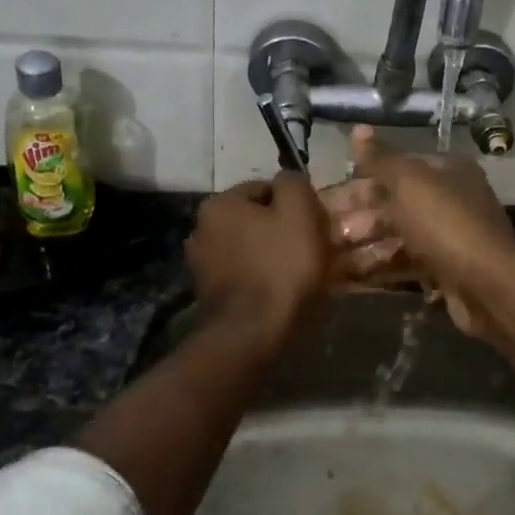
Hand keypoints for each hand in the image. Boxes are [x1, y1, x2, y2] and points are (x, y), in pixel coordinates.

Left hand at [187, 175, 331, 347]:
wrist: (252, 335)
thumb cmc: (281, 267)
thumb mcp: (299, 212)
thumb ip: (294, 183)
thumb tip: (288, 179)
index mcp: (219, 204)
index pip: (266, 189)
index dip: (295, 205)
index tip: (314, 225)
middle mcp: (201, 229)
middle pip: (255, 220)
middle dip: (281, 230)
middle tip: (311, 249)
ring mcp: (201, 265)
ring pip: (250, 248)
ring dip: (271, 256)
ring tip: (298, 275)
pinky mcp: (208, 295)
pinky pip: (243, 275)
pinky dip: (261, 279)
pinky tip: (279, 293)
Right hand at [329, 126, 514, 340]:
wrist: (489, 287)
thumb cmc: (445, 224)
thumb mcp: (409, 182)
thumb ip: (380, 158)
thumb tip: (357, 128)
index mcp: (446, 171)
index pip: (394, 168)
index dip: (357, 181)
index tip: (322, 199)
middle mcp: (450, 199)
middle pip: (393, 204)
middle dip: (356, 218)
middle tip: (319, 234)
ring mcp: (449, 237)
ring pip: (397, 235)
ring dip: (363, 245)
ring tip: (327, 259)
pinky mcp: (446, 270)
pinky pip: (406, 263)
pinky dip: (380, 267)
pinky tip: (350, 278)